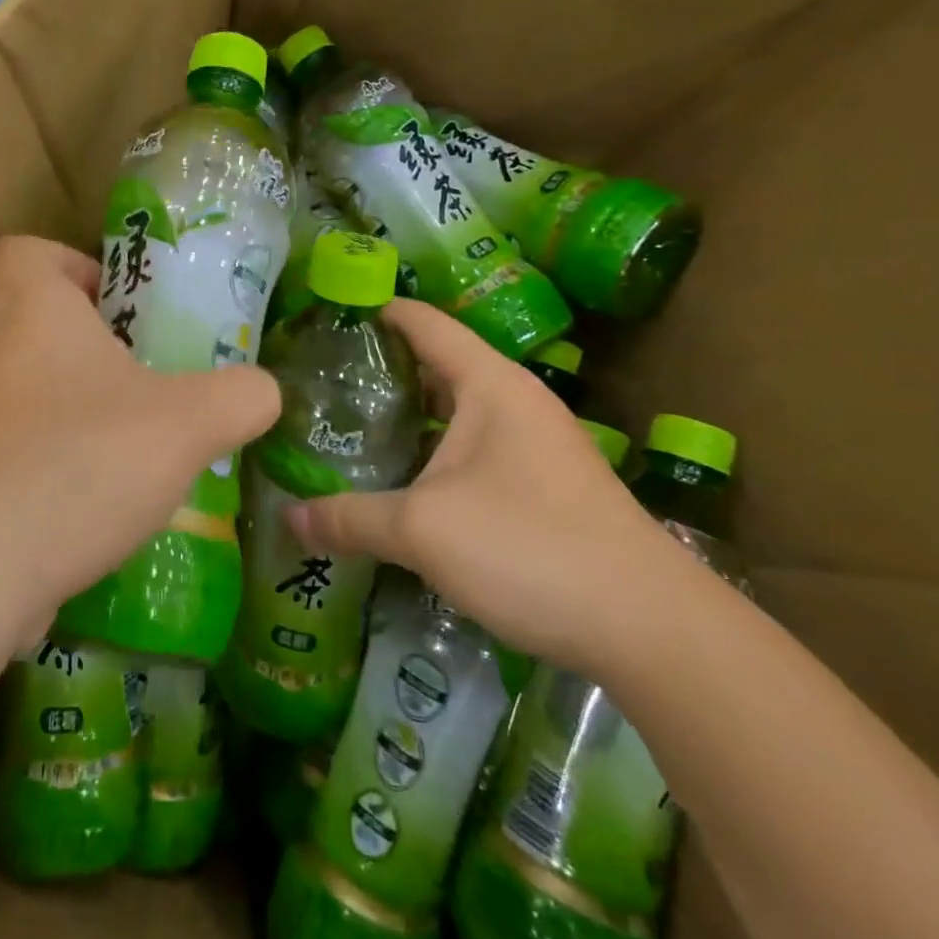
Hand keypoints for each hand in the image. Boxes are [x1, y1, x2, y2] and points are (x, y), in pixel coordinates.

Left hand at [0, 235, 279, 647]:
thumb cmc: (77, 464)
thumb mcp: (188, 424)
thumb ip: (240, 396)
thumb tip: (261, 392)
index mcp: (31, 311)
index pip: (26, 250)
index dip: (75, 264)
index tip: (122, 306)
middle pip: (37, 326)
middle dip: (98, 351)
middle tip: (152, 389)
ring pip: (27, 393)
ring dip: (78, 415)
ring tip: (133, 458)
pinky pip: (10, 454)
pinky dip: (51, 470)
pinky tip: (93, 513)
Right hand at [285, 299, 684, 675]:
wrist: (651, 628)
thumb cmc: (530, 548)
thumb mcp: (424, 529)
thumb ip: (351, 518)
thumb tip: (287, 518)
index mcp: (490, 384)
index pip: (423, 323)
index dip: (374, 311)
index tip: (324, 315)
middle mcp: (514, 402)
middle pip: (436, 366)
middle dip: (379, 371)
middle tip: (318, 382)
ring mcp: (533, 445)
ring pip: (454, 414)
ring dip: (407, 419)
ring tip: (347, 429)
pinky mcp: (542, 487)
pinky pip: (472, 452)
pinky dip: (432, 455)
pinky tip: (400, 483)